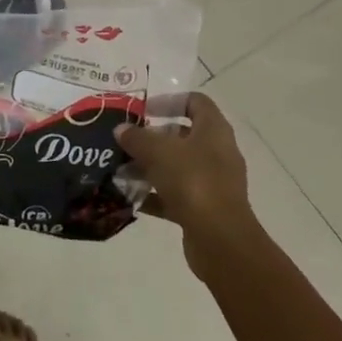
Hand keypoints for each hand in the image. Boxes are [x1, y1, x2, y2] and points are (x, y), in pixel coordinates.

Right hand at [116, 93, 257, 278]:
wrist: (220, 240)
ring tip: (121, 170)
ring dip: (150, 167)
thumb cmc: (193, 181)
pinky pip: (176, 195)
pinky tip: (131, 197)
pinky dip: (155, 195)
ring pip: (177, 167)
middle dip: (153, 138)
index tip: (144, 110)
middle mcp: (217, 153)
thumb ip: (137, 138)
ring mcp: (213, 182)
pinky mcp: (205, 209)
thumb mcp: (159, 152)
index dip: (170, 101)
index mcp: (214, 130)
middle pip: (183, 136)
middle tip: (126, 141)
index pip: (195, 102)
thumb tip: (121, 129)